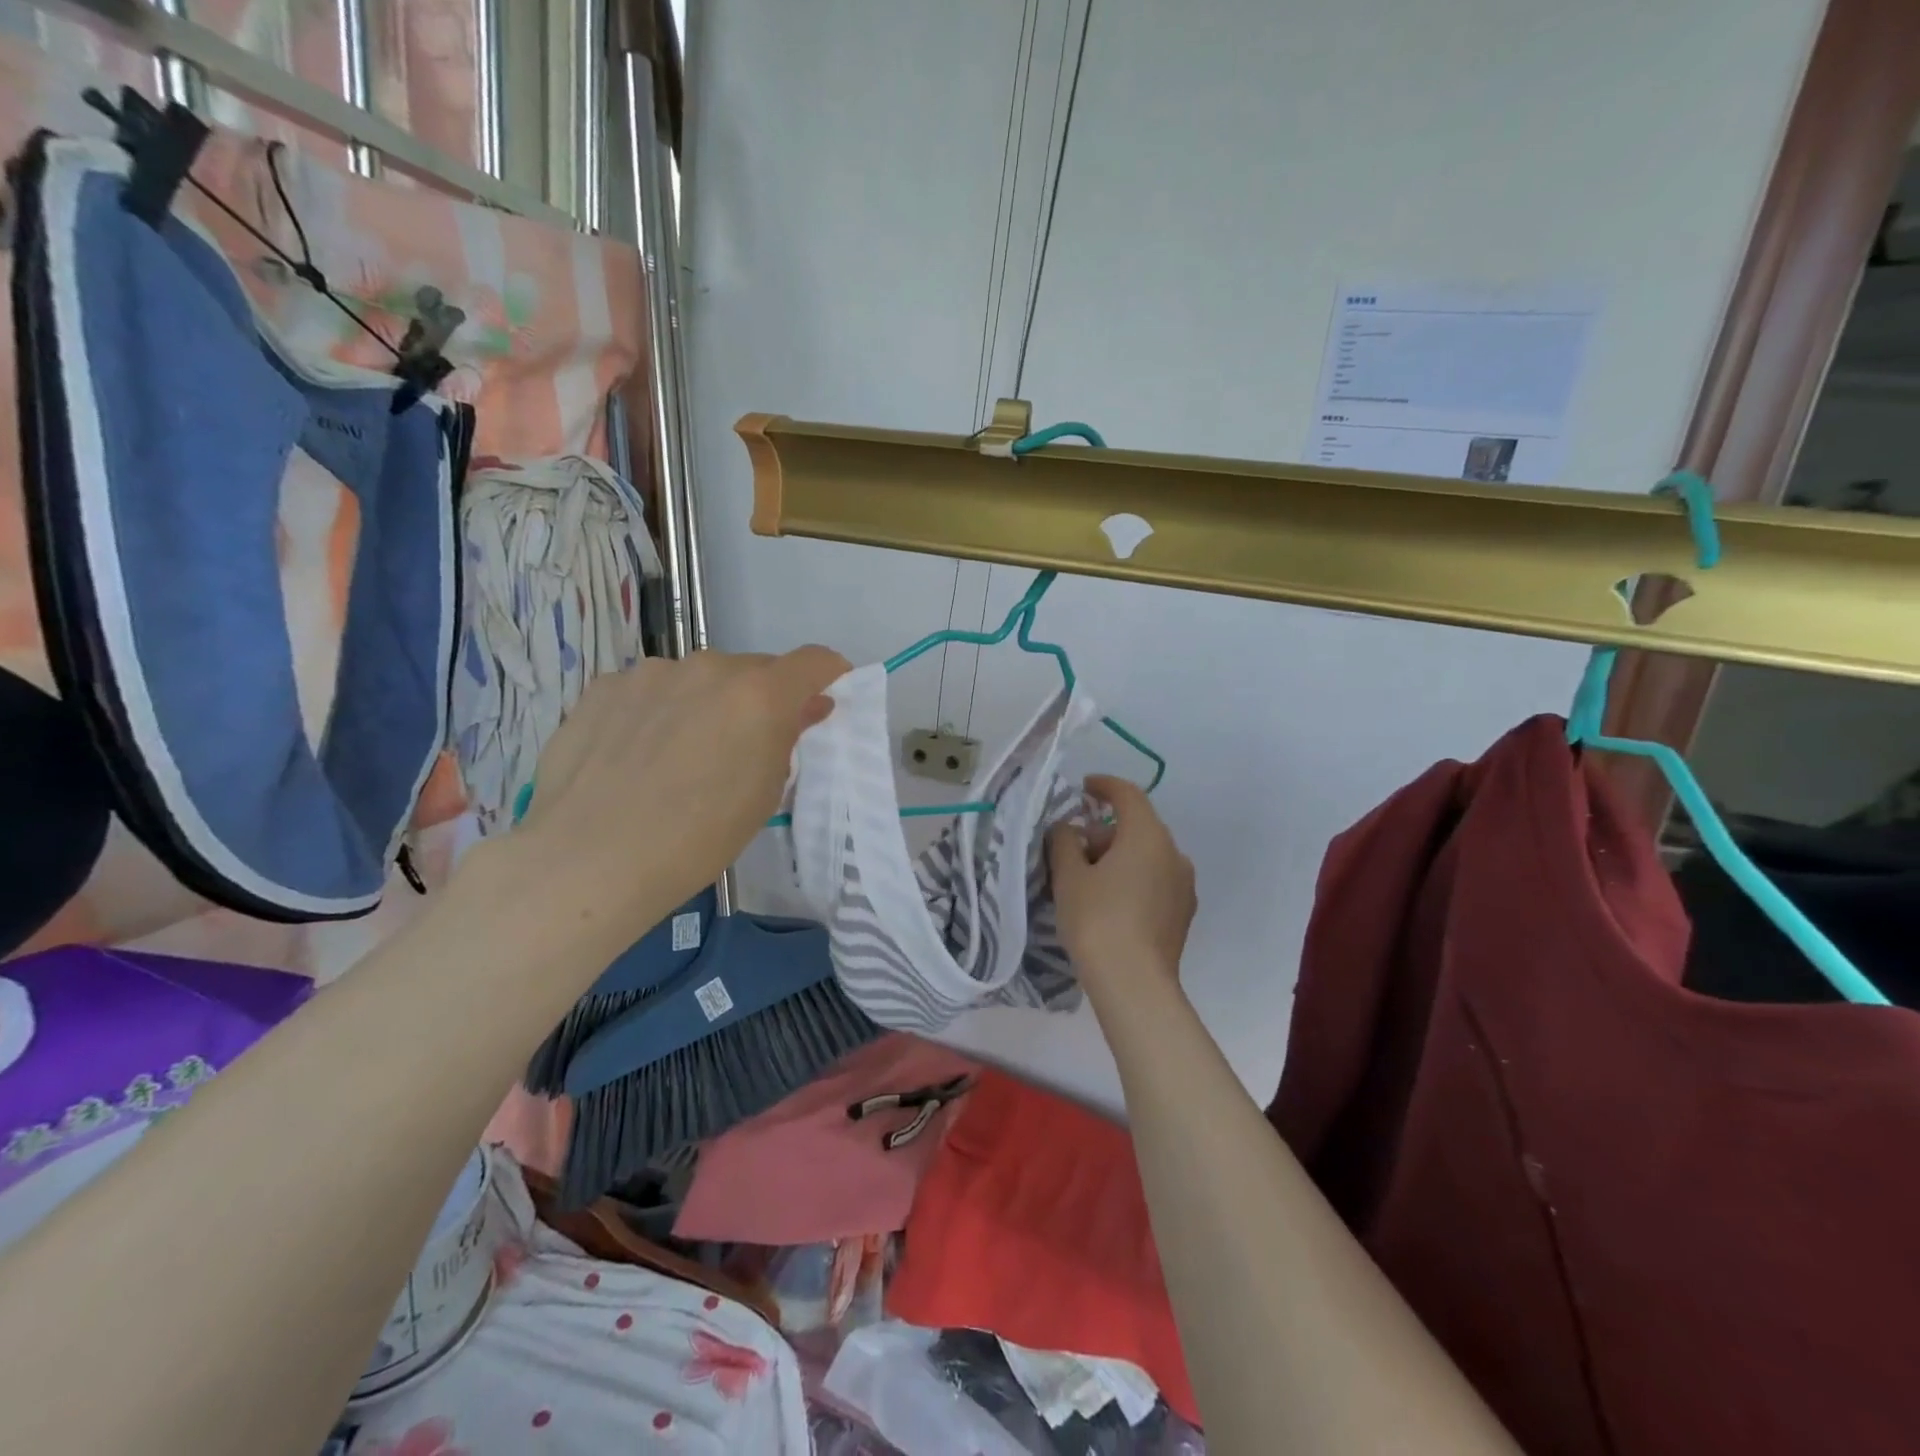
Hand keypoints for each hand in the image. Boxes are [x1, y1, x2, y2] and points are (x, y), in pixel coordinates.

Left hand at [508, 646, 848, 949]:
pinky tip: (634, 755)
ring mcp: (650, 672)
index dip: (828, 674)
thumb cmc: (698, 838)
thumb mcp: (763, 794)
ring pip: (697, 678)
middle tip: (743, 746)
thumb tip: (804, 707)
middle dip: (759, 699)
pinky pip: (649, 690)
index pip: (814, 661)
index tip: (824, 697)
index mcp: (759, 694)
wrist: (590, 858)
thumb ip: (787, 738)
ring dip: (704, 702)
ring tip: (678, 754)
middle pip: (753, 670)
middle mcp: (709, 667)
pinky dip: (656, 711)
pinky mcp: (604, 687)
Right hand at [1048, 775, 1195, 997]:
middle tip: (1073, 849)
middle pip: (1138, 826)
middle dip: (1105, 831)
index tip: (1084, 787)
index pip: (1128, 795)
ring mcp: (1183, 884)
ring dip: (1120, 856)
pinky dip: (1133, 878)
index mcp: (1148, 835)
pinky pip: (1155, 880)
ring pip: (1148, 855)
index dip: (1104, 786)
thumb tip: (1068, 829)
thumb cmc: (1097, 921)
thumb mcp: (1069, 876)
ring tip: (1088, 880)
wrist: (1134, 984)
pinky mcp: (1183, 912)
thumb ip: (1064, 841)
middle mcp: (1174, 853)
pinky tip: (1111, 902)